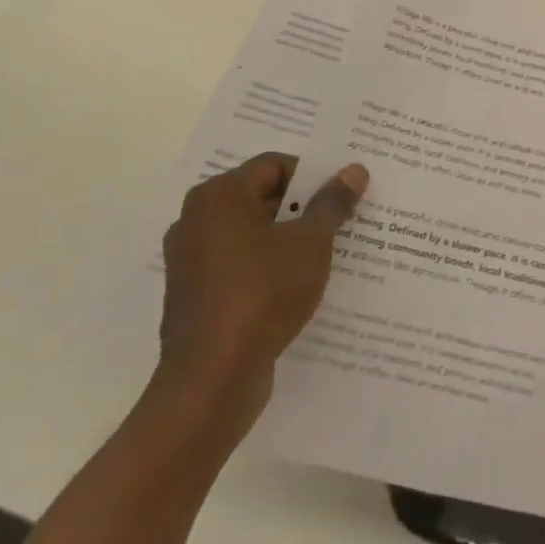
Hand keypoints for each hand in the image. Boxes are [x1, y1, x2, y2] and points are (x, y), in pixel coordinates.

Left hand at [156, 153, 368, 439]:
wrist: (213, 378)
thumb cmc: (264, 293)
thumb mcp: (311, 242)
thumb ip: (332, 203)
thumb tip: (354, 170)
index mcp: (219, 196)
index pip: (274, 165)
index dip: (313, 175)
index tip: (343, 193)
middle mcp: (196, 220)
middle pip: (261, 197)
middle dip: (302, 206)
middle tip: (341, 217)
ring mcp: (190, 260)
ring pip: (251, 233)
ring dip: (287, 237)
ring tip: (326, 250)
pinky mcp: (194, 295)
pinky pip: (238, 264)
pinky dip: (267, 265)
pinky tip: (299, 282)